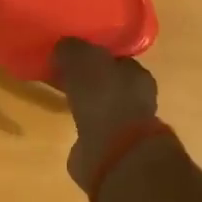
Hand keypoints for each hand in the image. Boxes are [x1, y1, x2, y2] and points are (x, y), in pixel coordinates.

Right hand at [53, 38, 158, 195]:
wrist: (113, 153)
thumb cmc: (103, 97)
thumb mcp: (82, 58)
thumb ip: (71, 49)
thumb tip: (63, 48)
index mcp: (138, 74)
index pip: (116, 59)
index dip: (95, 56)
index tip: (73, 56)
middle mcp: (138, 99)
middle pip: (110, 83)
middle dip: (90, 81)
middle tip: (64, 76)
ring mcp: (127, 128)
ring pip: (103, 108)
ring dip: (87, 105)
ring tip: (63, 100)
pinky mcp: (113, 151)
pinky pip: (94, 131)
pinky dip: (83, 128)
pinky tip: (67, 125)